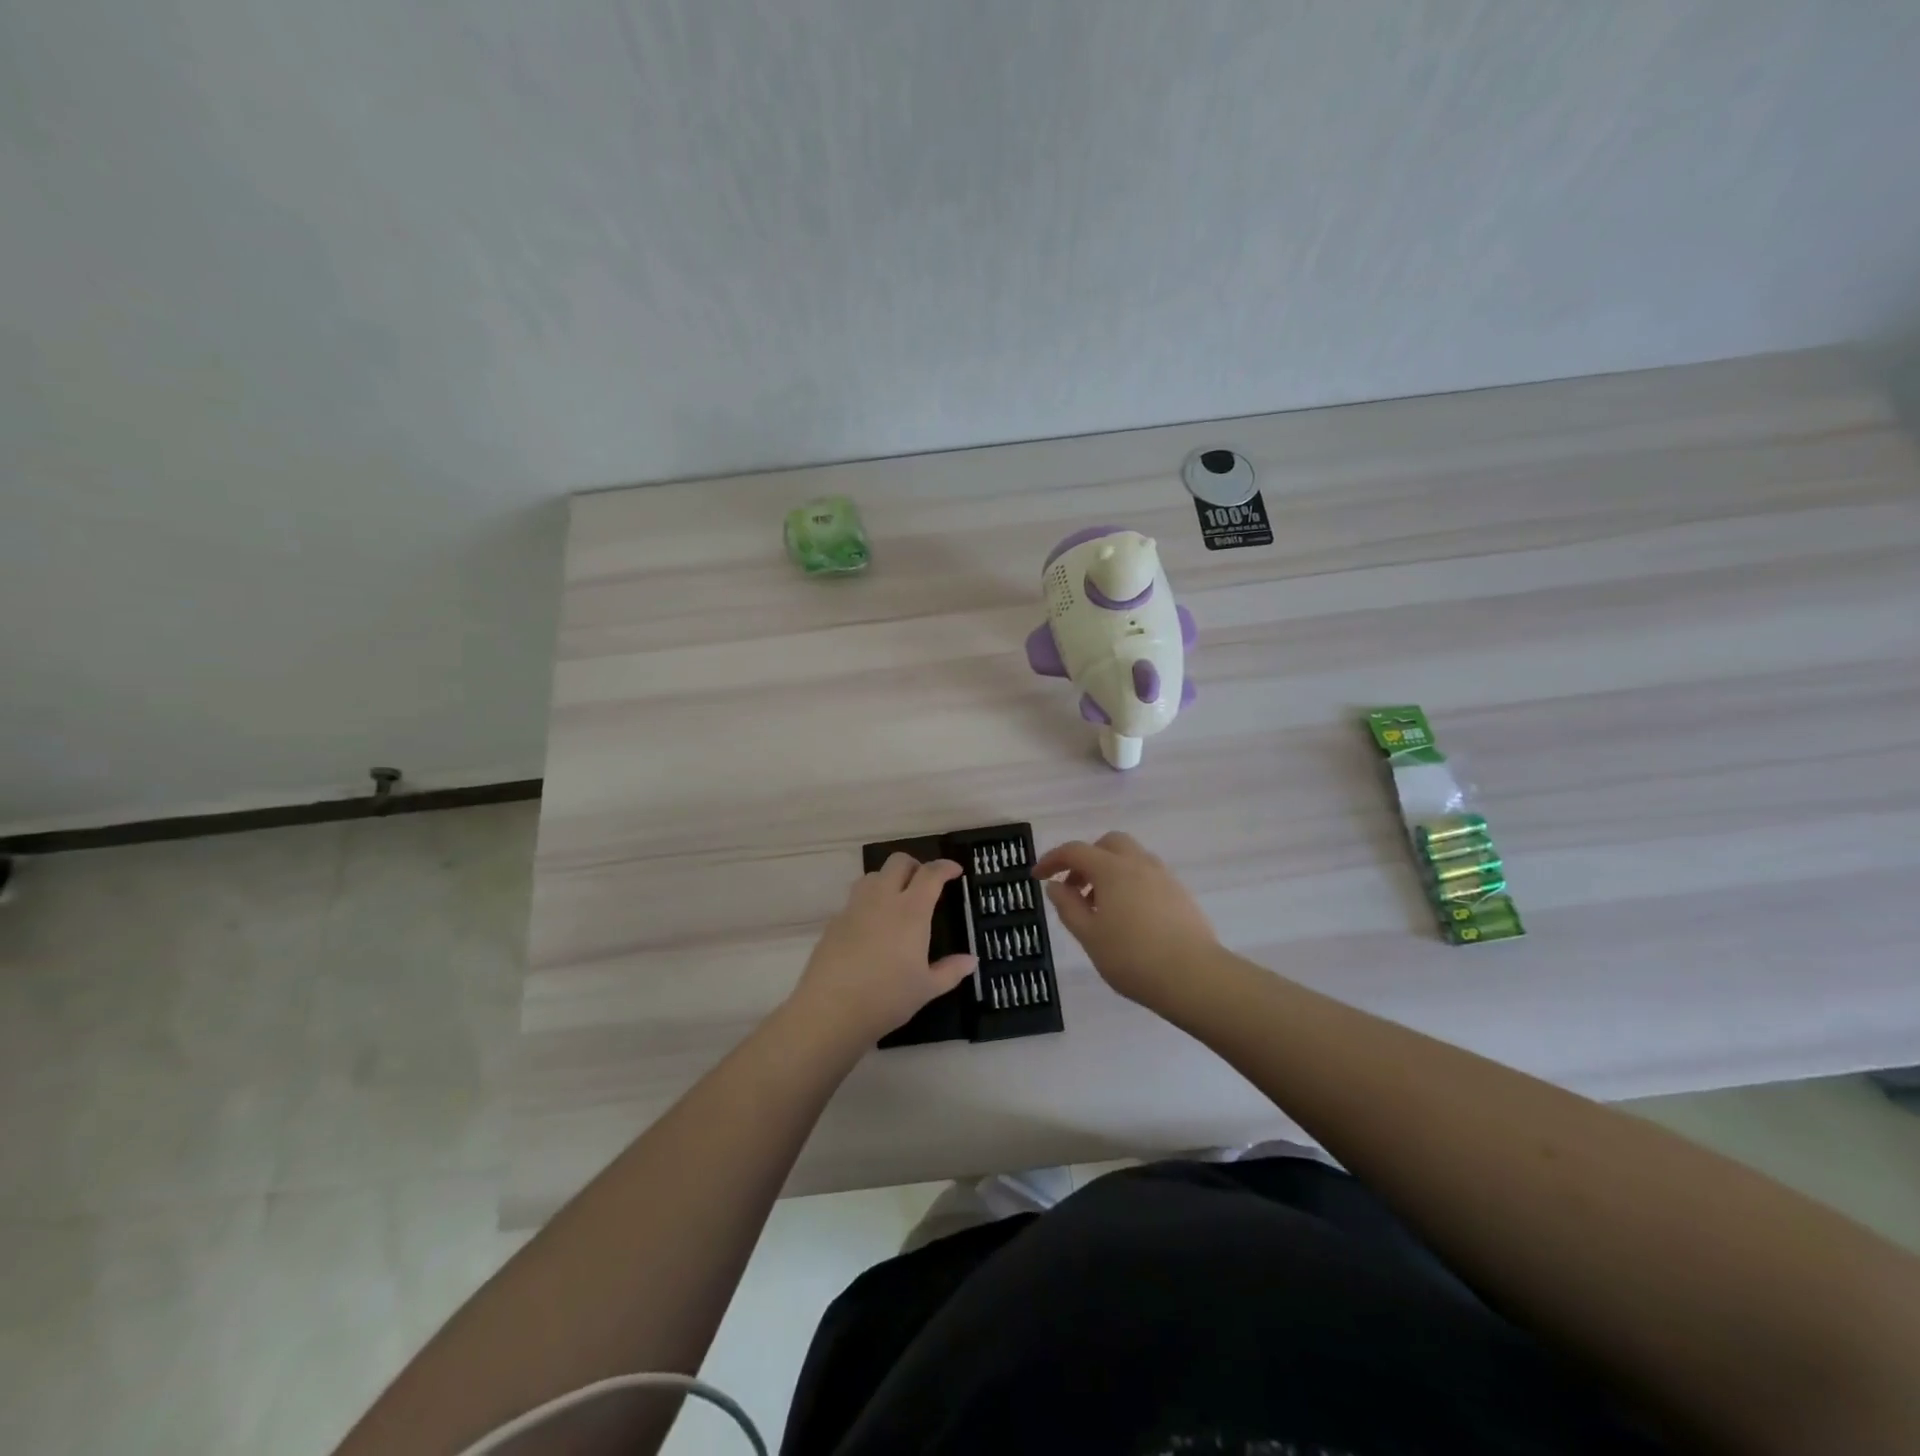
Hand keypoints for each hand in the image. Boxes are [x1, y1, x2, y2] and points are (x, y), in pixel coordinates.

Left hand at [789, 853, 976, 1046]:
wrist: (830, 1009)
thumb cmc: (887, 998)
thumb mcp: (927, 989)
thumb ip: (951, 971)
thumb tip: (971, 960)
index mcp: (911, 911)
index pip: (930, 874)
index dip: (945, 867)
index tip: (956, 871)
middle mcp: (882, 899)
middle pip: (898, 862)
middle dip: (915, 865)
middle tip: (925, 882)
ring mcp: (855, 908)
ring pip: (872, 875)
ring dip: (888, 878)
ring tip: (896, 899)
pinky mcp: (835, 921)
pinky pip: (854, 899)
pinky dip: (868, 901)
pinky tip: (871, 926)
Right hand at [1035, 832, 1216, 1006]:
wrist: (1194, 977)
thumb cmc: (1132, 957)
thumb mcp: (1089, 936)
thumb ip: (1068, 907)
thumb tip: (1055, 886)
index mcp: (1112, 869)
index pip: (1075, 851)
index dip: (1052, 860)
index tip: (1037, 876)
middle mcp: (1139, 863)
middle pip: (1108, 843)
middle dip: (1086, 858)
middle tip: (1074, 888)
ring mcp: (1164, 877)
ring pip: (1131, 857)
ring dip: (1109, 870)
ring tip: (1100, 907)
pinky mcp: (1181, 894)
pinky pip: (1148, 875)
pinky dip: (1130, 883)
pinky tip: (1128, 916)